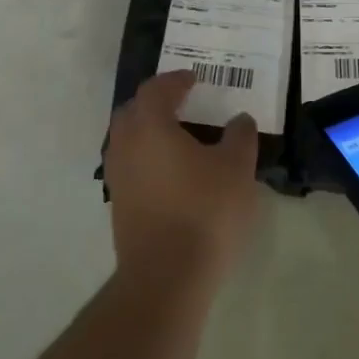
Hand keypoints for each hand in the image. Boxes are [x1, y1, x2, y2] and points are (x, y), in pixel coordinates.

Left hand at [104, 71, 260, 289]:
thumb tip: (239, 119)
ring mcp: (118, 178)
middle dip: (154, 102)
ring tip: (179, 138)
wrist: (166, 277)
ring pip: (127, 141)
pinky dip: (147, 159)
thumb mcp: (236, 169)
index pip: (155, 90)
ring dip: (148, 132)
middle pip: (132, 112)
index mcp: (150, 127)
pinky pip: (130, 167)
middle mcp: (126, 146)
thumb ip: (240, 136)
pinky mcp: (119, 207)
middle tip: (181, 103)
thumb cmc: (204, 211)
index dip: (174, 80)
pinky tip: (172, 173)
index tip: (194, 80)